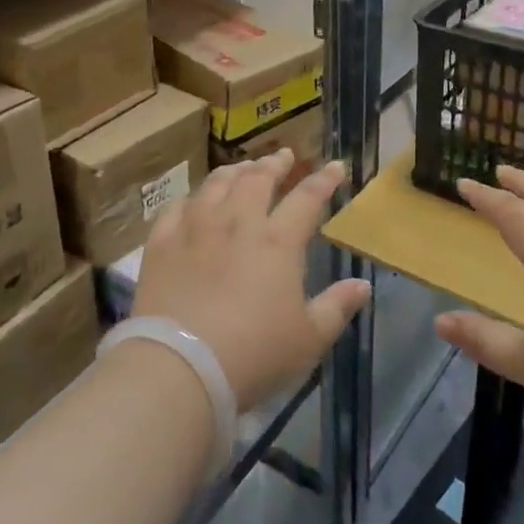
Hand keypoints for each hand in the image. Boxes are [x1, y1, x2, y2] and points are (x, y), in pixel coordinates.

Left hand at [134, 151, 369, 413]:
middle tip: (284, 156)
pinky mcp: (161, 243)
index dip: (324, 180)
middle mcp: (238, 222)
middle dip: (275, 164)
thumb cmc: (254, 355)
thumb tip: (363, 284)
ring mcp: (195, 228)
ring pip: (217, 184)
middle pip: (258, 179)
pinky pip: (176, 208)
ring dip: (234, 171)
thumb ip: (337, 307)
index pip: (307, 198)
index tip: (336, 166)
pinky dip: (191, 198)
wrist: (180, 367)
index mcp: (278, 241)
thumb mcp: (308, 339)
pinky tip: (194, 201)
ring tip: (242, 167)